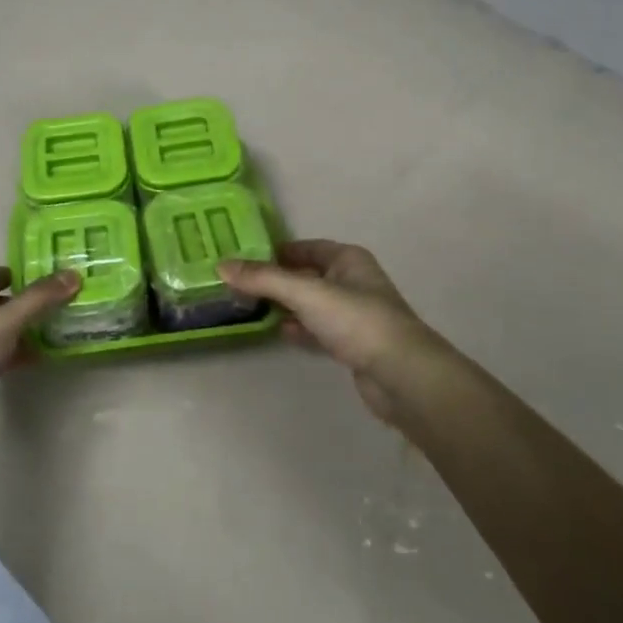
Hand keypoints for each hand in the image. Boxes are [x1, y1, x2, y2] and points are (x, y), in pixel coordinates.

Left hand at [0, 266, 79, 469]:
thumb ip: (39, 299)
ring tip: (59, 329)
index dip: (20, 274)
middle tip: (63, 302)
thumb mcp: (3, 323)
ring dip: (23, 330)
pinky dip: (15, 354)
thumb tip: (73, 274)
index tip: (53, 277)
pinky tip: (40, 358)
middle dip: (26, 303)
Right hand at [218, 240, 458, 429]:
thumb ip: (264, 279)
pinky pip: (318, 329)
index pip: (305, 247)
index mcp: (348, 259)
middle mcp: (352, 281)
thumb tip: (221, 265)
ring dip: (285, 306)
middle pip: (306, 275)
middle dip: (276, 280)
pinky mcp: (352, 344)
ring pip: (311, 304)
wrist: (401, 375)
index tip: (243, 258)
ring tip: (250, 308)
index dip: (276, 251)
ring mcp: (354, 315)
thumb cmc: (356, 321)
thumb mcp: (306, 293)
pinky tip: (280, 333)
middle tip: (238, 285)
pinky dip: (299, 329)